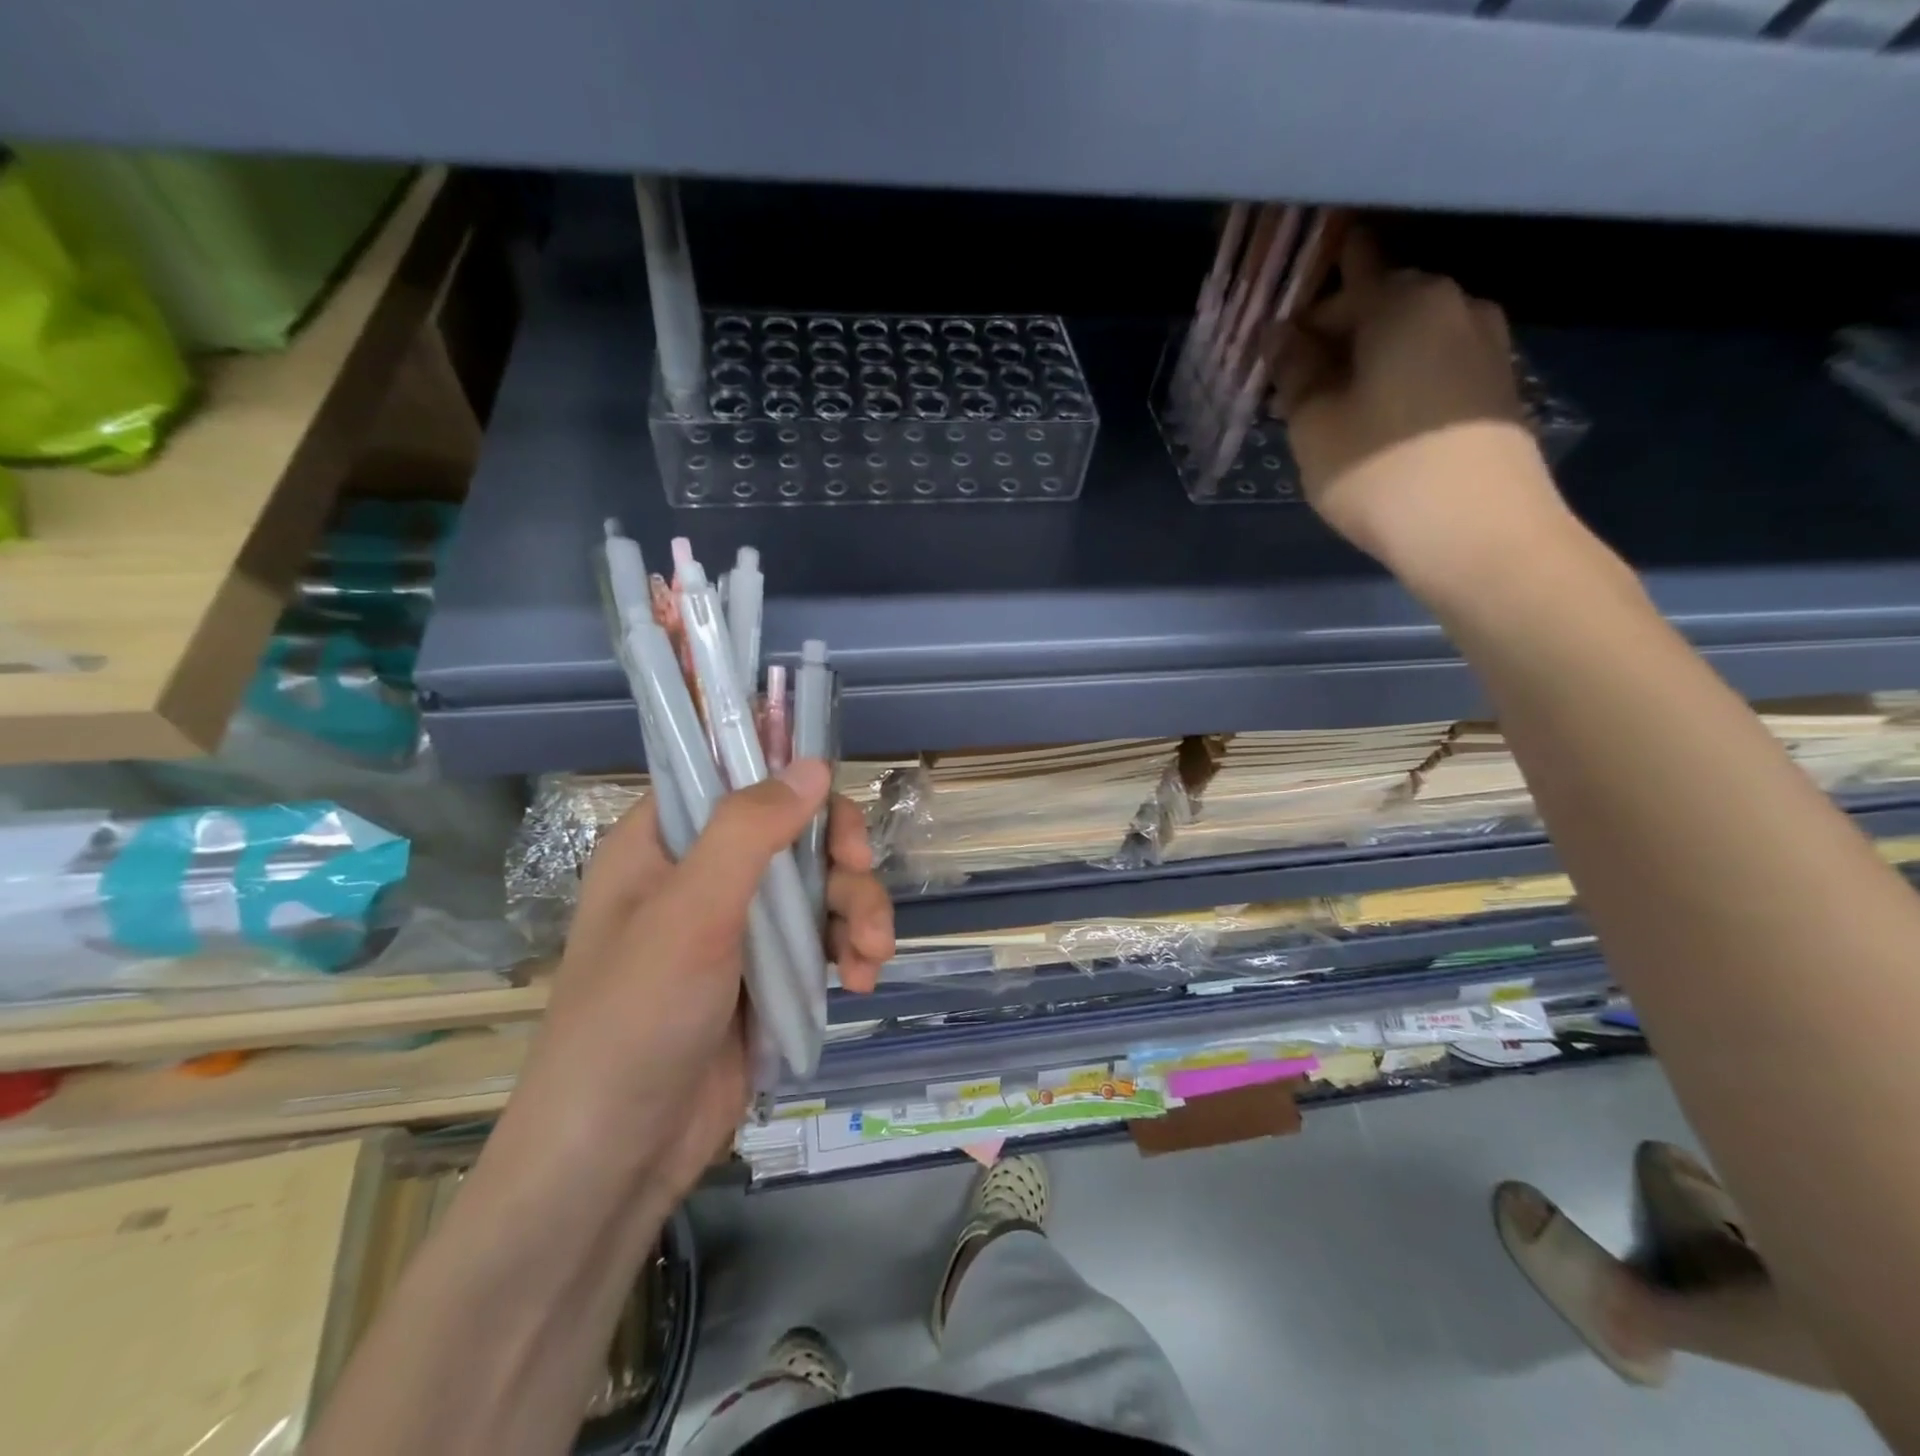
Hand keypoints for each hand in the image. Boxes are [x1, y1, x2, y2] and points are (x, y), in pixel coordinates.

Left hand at [497, 759, 893, 1209]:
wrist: (619, 1157)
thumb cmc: (636, 1019)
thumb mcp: (690, 913)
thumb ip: (749, 830)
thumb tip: (814, 764)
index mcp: (664, 843)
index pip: (734, 777)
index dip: (789, 781)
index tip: (829, 811)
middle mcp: (702, 875)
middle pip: (793, 831)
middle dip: (839, 858)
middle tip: (860, 877)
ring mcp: (738, 927)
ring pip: (820, 886)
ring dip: (857, 911)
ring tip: (870, 956)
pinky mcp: (767, 974)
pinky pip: (823, 938)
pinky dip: (850, 950)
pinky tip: (861, 979)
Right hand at [1271, 228, 1570, 586]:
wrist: (1476, 532)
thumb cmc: (1379, 473)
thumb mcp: (1315, 424)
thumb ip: (1295, 371)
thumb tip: (1280, 335)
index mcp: (1404, 300)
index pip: (1336, 292)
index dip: (1296, 326)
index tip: (1272, 366)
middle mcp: (1454, 304)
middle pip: (1379, 305)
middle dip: (1335, 340)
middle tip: (1299, 389)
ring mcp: (1486, 343)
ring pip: (1408, 338)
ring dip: (1367, 363)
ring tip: (1335, 411)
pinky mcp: (1497, 385)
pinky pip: (1434, 364)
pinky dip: (1400, 381)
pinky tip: (1378, 424)